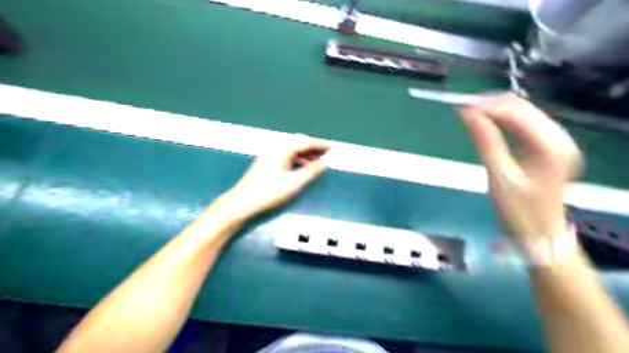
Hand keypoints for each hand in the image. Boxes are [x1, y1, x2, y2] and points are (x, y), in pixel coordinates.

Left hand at [220, 135, 329, 220]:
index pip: (304, 142)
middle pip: (297, 143)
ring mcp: (269, 155)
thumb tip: (324, 163)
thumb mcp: (294, 183)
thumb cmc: (269, 192)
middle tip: (325, 154)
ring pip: (291, 150)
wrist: (242, 202)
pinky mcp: (265, 163)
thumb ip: (310, 172)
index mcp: (282, 150)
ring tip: (316, 163)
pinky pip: (285, 156)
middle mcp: (275, 148)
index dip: (319, 144)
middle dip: (312, 147)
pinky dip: (296, 159)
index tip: (331, 147)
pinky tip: (301, 168)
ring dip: (304, 154)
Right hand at [461, 94, 581, 244]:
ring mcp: (556, 141)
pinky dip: (502, 121)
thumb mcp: (499, 177)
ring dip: (495, 111)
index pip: (518, 113)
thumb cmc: (518, 211)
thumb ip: (485, 142)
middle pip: (523, 108)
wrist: (539, 233)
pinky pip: (523, 125)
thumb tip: (467, 113)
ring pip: (523, 113)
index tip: (461, 107)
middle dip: (491, 105)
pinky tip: (485, 123)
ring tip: (470, 114)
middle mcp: (560, 138)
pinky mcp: (547, 146)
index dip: (488, 106)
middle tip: (462, 109)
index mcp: (552, 147)